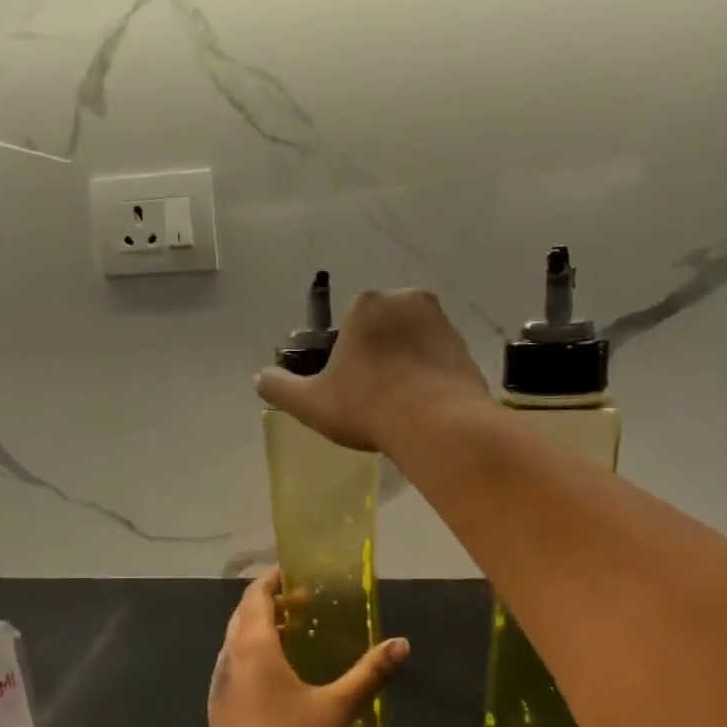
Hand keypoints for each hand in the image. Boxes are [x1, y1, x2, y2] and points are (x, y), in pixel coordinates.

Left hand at [208, 570, 408, 726]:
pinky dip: (250, 654)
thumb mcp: (337, 707)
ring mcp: (219, 682)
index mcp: (254, 646)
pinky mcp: (217, 705)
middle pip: (243, 615)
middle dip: (268, 603)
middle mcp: (230, 657)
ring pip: (235, 640)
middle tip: (299, 603)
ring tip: (289, 635)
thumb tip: (402, 644)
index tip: (291, 573)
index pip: (255, 596)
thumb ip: (369, 674)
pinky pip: (232, 664)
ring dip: (258, 629)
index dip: (271, 580)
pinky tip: (273, 677)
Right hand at [254, 288, 489, 453]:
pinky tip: (422, 407)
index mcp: (368, 304)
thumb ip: (280, 388)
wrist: (438, 425)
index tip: (347, 386)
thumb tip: (260, 378)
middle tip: (372, 396)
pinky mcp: (466, 349)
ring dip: (404, 365)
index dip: (345, 355)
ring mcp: (442, 323)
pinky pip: (438, 361)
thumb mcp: (310, 403)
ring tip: (398, 405)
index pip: (350, 323)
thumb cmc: (367, 406)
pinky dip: (429, 378)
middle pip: (383, 329)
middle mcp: (408, 300)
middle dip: (377, 355)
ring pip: (412, 343)